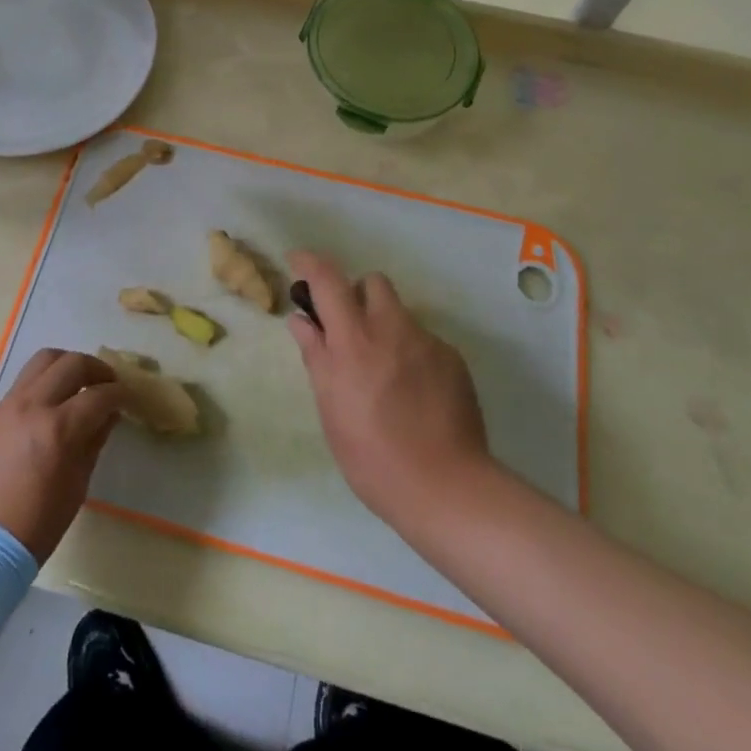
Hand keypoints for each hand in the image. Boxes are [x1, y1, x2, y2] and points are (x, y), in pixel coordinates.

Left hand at [0, 349, 125, 562]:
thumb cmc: (34, 528)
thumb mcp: (76, 488)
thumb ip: (93, 443)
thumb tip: (107, 415)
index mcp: (58, 429)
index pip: (98, 395)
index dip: (119, 393)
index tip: (127, 397)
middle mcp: (32, 406)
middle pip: (71, 363)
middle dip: (96, 369)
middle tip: (107, 383)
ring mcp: (6, 406)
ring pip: (42, 362)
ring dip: (66, 365)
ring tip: (77, 382)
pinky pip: (21, 384)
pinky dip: (41, 385)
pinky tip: (47, 407)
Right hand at [287, 251, 493, 532]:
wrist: (446, 488)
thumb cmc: (373, 456)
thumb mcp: (330, 409)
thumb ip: (316, 356)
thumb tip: (302, 320)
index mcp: (354, 339)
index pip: (328, 279)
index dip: (309, 262)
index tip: (298, 263)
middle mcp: (391, 328)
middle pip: (372, 282)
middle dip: (356, 295)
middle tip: (349, 330)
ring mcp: (427, 341)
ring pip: (400, 312)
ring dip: (384, 325)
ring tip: (384, 370)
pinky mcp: (453, 359)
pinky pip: (424, 340)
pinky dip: (411, 353)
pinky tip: (413, 392)